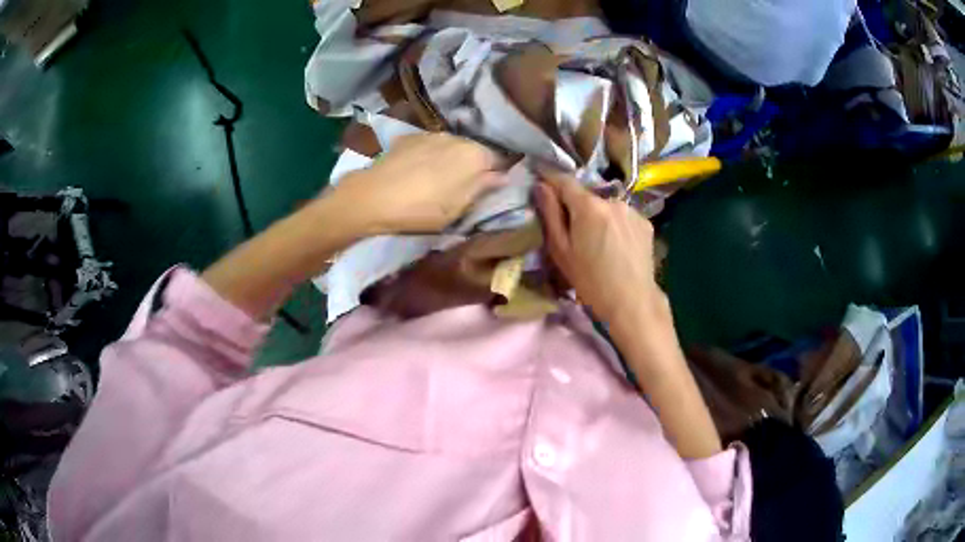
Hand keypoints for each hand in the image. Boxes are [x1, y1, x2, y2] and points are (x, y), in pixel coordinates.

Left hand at [330, 133, 505, 233]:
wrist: (374, 197)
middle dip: (472, 165)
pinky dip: (429, 156)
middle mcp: (457, 137)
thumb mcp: (458, 207)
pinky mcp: (410, 137)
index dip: (494, 175)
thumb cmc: (422, 208)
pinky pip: (429, 146)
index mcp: (475, 154)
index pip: (498, 160)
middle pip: (474, 151)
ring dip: (450, 159)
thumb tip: (504, 176)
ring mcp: (431, 134)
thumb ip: (483, 187)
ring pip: (451, 147)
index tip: (487, 189)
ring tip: (437, 178)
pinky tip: (417, 171)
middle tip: (461, 187)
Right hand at [535, 170, 664, 325]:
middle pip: (586, 195)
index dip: (550, 179)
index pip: (564, 180)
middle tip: (571, 228)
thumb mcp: (561, 250)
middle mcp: (612, 200)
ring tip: (597, 241)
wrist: (632, 302)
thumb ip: (550, 214)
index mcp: (588, 206)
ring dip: (598, 215)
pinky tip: (616, 245)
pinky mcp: (645, 222)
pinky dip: (615, 224)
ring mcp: (632, 210)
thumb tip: (541, 186)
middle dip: (576, 205)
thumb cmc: (590, 281)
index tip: (541, 181)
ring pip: (606, 206)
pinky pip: (623, 216)